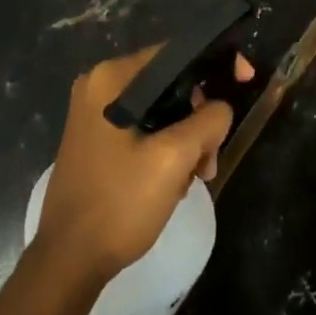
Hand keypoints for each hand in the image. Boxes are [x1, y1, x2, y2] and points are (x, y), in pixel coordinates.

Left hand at [36, 47, 252, 281]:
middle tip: (212, 156)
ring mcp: (96, 115)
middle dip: (201, 116)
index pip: (176, 52)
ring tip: (197, 176)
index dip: (216, 64)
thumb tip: (221, 108)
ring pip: (163, 110)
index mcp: (112, 79)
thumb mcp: (174, 158)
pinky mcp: (98, 141)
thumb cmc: (119, 203)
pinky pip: (146, 129)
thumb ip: (209, 120)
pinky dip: (168, 148)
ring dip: (188, 138)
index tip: (246, 81)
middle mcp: (100, 87)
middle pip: (171, 83)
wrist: (69, 262)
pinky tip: (176, 181)